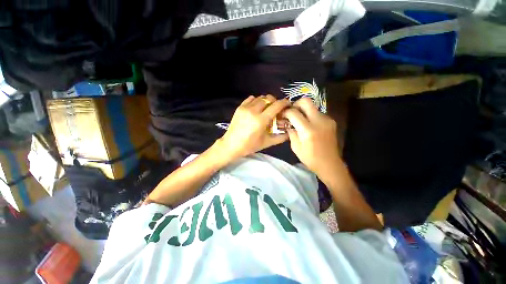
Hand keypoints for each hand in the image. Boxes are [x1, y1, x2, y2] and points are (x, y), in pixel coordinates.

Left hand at [219, 95, 289, 159]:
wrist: (231, 145)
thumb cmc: (250, 146)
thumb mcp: (267, 143)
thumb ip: (281, 137)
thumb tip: (290, 132)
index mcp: (261, 120)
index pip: (276, 106)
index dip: (284, 103)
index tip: (288, 104)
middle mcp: (253, 111)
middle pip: (269, 98)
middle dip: (275, 102)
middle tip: (276, 109)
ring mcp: (245, 108)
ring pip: (260, 98)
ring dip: (266, 101)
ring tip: (266, 109)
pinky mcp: (240, 107)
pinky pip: (251, 99)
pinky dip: (256, 101)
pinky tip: (257, 108)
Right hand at [282, 97, 340, 174]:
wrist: (330, 163)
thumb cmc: (310, 158)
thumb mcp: (295, 147)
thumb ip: (291, 132)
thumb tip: (288, 123)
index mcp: (308, 130)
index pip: (294, 113)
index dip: (286, 112)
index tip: (283, 115)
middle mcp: (319, 121)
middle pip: (306, 101)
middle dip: (296, 104)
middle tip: (292, 111)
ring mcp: (327, 120)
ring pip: (312, 106)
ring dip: (304, 110)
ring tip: (299, 120)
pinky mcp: (331, 121)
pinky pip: (318, 113)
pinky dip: (310, 116)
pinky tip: (308, 125)